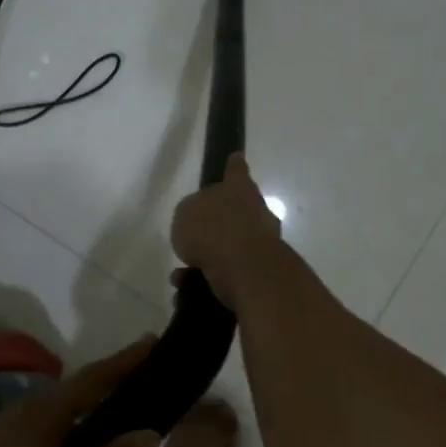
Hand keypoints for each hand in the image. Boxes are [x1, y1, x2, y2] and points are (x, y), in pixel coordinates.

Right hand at [170, 153, 284, 308]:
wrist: (244, 267)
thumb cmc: (211, 229)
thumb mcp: (185, 213)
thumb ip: (191, 213)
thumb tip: (199, 220)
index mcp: (238, 188)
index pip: (236, 171)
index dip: (233, 166)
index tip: (236, 158)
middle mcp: (255, 210)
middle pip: (237, 210)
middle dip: (218, 224)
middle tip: (195, 236)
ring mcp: (262, 240)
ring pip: (231, 245)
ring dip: (209, 257)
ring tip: (183, 272)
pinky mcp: (260, 269)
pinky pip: (230, 271)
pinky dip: (210, 278)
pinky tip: (188, 288)